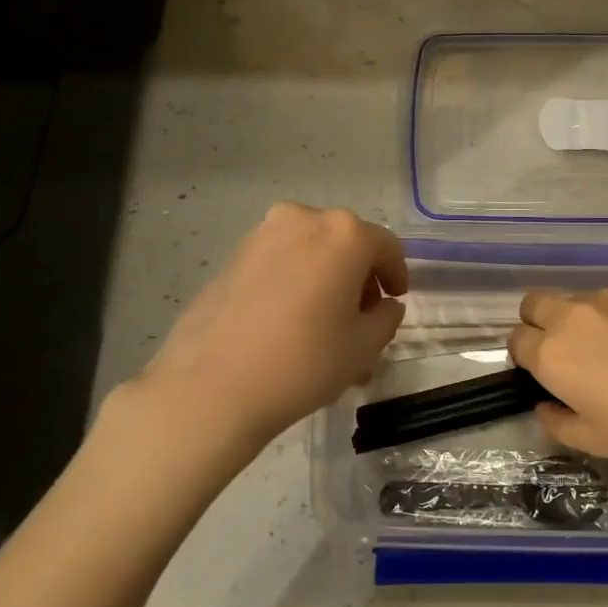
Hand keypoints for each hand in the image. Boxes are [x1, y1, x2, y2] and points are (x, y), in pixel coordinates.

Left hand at [109, 203, 407, 467]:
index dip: (396, 275)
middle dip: (359, 278)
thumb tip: (383, 306)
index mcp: (344, 234)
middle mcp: (303, 219)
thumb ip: (386, 318)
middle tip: (361, 319)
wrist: (210, 387)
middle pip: (346, 243)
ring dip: (325, 280)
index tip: (395, 300)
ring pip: (310, 252)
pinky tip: (288, 323)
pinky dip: (294, 283)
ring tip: (323, 326)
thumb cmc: (303, 362)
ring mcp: (262, 235)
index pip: (386, 246)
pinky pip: (279, 262)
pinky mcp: (232, 257)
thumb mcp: (364, 347)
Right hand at [507, 283, 607, 481]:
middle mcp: (574, 315)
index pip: (515, 340)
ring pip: (578, 298)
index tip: (545, 373)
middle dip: (539, 324)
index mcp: (553, 354)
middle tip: (568, 353)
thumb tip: (545, 405)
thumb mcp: (595, 442)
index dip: (526, 357)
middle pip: (534, 303)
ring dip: (581, 318)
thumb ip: (556, 421)